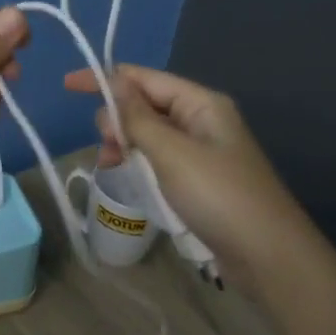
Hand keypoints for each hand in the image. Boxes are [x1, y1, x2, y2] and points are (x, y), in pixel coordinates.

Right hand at [63, 64, 307, 276]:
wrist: (268, 255)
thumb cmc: (219, 196)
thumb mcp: (172, 153)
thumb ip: (138, 118)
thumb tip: (112, 85)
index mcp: (201, 103)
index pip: (144, 78)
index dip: (106, 79)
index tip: (67, 85)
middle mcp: (201, 120)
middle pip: (146, 105)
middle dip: (117, 118)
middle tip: (106, 147)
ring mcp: (202, 151)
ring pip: (150, 135)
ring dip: (126, 144)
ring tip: (109, 166)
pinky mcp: (199, 180)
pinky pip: (159, 160)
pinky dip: (139, 164)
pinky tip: (126, 178)